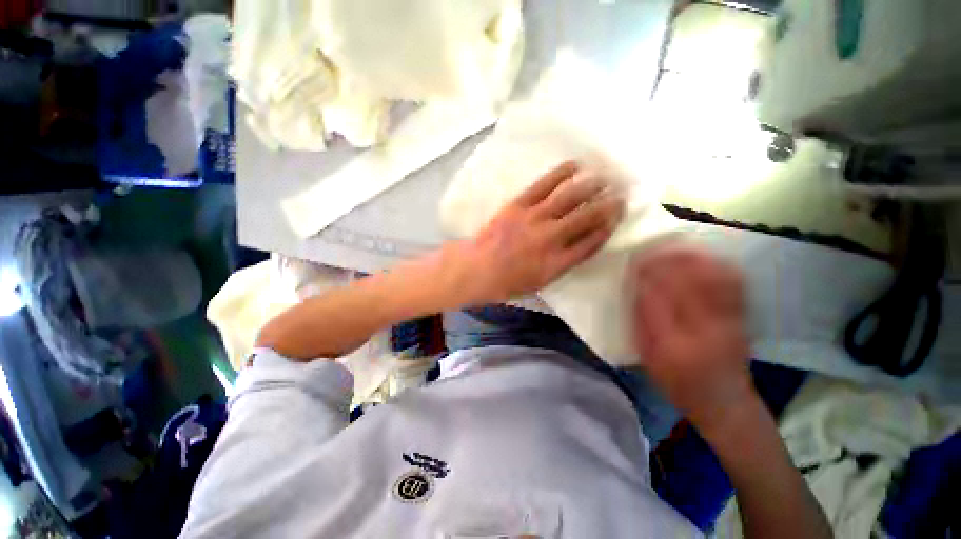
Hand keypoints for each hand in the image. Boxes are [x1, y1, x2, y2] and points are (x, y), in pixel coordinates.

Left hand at [451, 161, 624, 304]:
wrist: (477, 268)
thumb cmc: (507, 282)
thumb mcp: (539, 282)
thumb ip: (562, 265)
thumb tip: (581, 245)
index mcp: (557, 262)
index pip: (591, 242)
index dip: (607, 228)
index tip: (617, 218)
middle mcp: (551, 238)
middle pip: (587, 217)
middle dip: (608, 205)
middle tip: (620, 195)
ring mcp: (535, 219)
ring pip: (570, 197)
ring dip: (591, 185)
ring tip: (604, 177)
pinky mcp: (519, 204)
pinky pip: (544, 184)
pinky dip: (561, 173)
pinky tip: (575, 166)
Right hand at [630, 244, 755, 432]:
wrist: (725, 402)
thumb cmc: (677, 383)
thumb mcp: (647, 357)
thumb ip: (639, 321)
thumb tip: (636, 286)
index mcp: (674, 343)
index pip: (657, 298)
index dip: (645, 274)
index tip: (634, 259)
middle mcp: (705, 329)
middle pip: (688, 282)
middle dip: (668, 259)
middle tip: (651, 247)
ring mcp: (729, 321)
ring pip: (713, 278)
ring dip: (693, 257)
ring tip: (674, 245)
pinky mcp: (742, 317)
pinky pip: (734, 283)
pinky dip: (717, 264)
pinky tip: (703, 255)